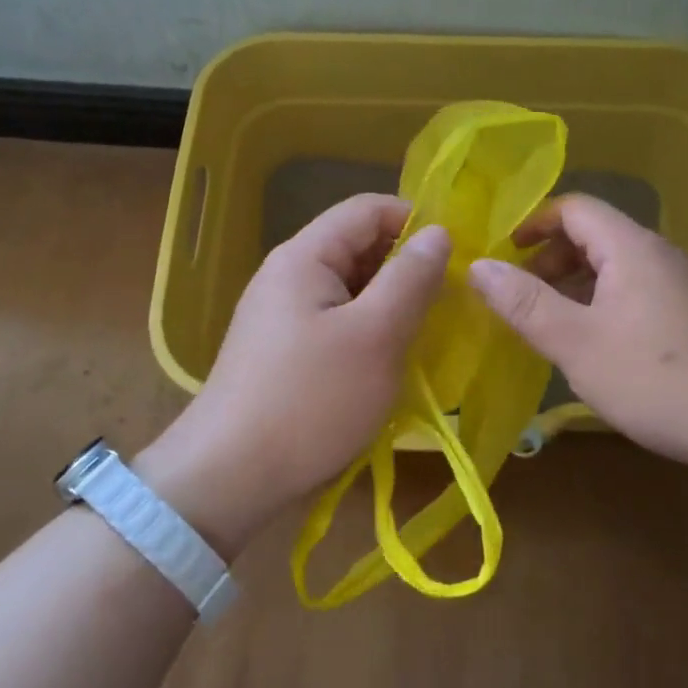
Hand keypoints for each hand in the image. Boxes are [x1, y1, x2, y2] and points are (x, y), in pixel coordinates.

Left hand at [137, 194, 450, 555]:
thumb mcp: (376, 335)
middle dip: (407, 265)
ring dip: (391, 302)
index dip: (416, 220)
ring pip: (350, 288)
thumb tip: (438, 233)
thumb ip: (411, 278)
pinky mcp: (284, 351)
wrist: (229, 478)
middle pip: (358, 246)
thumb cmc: (311, 400)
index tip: (458, 254)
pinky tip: (392, 359)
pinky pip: (337, 321)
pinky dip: (369, 330)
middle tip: (452, 299)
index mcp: (305, 255)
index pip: (368, 208)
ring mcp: (283, 314)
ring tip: (430, 331)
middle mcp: (289, 274)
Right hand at [465, 194, 687, 465]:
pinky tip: (595, 346)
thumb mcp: (576, 342)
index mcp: (630, 248)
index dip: (534, 223)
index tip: (503, 253)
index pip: (575, 208)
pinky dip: (602, 305)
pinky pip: (635, 292)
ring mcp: (681, 285)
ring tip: (549, 324)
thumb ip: (524, 303)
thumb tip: (478, 266)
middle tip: (519, 296)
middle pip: (595, 235)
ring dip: (575, 286)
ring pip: (615, 268)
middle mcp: (658, 255)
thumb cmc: (657, 377)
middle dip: (551, 259)